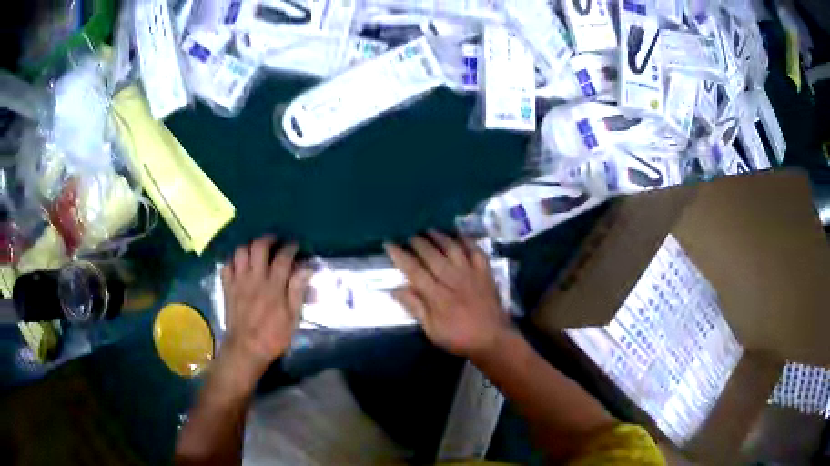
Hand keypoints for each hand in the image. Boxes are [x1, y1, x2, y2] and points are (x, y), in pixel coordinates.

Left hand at [220, 236, 310, 383]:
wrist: (246, 349)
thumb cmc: (273, 336)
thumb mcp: (292, 318)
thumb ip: (297, 291)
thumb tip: (306, 269)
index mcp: (274, 286)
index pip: (283, 257)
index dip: (290, 247)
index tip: (295, 246)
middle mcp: (255, 278)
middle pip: (259, 246)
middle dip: (268, 239)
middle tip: (275, 242)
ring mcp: (238, 281)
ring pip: (241, 251)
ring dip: (250, 247)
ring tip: (256, 252)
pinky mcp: (227, 287)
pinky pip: (227, 265)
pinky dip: (233, 261)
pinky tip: (240, 266)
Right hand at [385, 231, 510, 359]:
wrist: (492, 339)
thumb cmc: (459, 337)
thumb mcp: (431, 330)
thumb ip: (415, 308)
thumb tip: (395, 289)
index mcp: (437, 296)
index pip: (414, 270)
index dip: (400, 256)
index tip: (389, 244)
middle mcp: (452, 280)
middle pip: (432, 255)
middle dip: (418, 242)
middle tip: (409, 236)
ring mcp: (471, 274)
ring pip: (453, 248)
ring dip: (440, 237)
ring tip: (429, 230)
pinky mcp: (485, 273)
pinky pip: (476, 251)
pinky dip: (467, 241)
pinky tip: (459, 235)